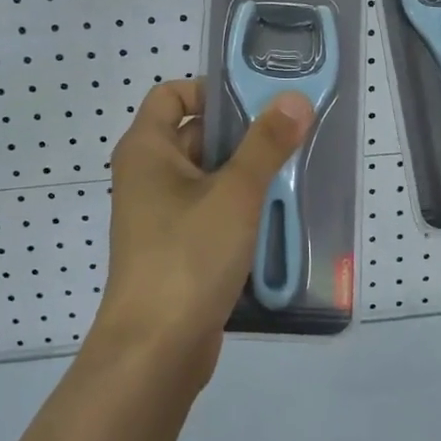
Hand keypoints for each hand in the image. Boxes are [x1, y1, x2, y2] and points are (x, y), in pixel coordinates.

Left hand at [95, 79, 313, 385]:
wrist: (155, 350)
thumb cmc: (188, 256)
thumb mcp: (235, 194)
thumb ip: (266, 144)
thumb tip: (294, 99)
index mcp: (146, 149)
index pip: (172, 94)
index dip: (211, 90)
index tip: (257, 102)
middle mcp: (146, 175)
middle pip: (195, 135)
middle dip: (241, 134)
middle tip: (291, 135)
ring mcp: (159, 215)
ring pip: (207, 176)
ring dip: (246, 174)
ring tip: (294, 173)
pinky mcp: (176, 248)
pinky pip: (209, 212)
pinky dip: (238, 208)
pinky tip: (276, 217)